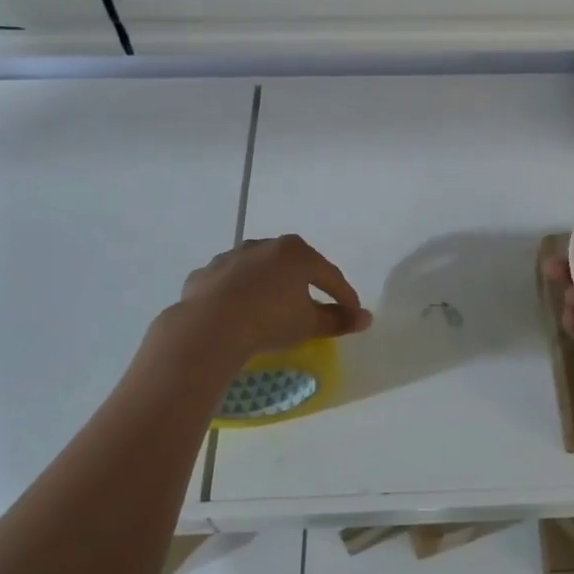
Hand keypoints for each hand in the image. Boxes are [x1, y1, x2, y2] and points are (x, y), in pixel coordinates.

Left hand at [176, 235, 371, 360]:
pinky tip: (237, 311)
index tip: (351, 312)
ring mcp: (232, 256)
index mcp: (296, 253)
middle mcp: (264, 245)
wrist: (209, 328)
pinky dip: (236, 293)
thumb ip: (338, 320)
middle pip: (293, 265)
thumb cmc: (269, 321)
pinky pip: (229, 282)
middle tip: (312, 304)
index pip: (329, 274)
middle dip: (305, 282)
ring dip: (268, 285)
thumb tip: (366, 319)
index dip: (343, 295)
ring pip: (258, 269)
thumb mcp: (309, 324)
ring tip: (271, 307)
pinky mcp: (206, 272)